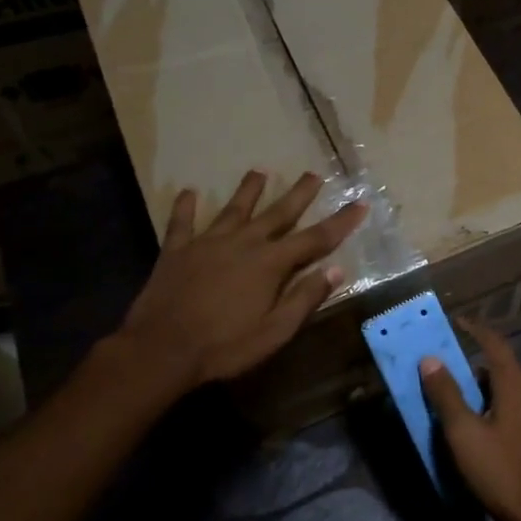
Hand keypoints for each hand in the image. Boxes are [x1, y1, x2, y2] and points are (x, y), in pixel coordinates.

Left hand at [118, 170, 366, 389]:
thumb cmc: (225, 346)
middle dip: (299, 194)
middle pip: (277, 213)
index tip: (360, 204)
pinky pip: (182, 223)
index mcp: (270, 264)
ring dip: (248, 191)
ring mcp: (207, 243)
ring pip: (233, 210)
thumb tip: (336, 270)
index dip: (340, 222)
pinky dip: (186, 207)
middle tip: (313, 174)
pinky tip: (188, 192)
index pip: (315, 239)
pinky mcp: (176, 252)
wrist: (160, 349)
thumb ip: (305, 298)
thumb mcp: (275, 331)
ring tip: (259, 171)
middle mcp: (243, 243)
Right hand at [420, 321, 520, 520]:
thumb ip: (446, 394)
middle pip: (499, 365)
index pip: (495, 344)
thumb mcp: (464, 432)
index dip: (475, 329)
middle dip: (470, 359)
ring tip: (449, 391)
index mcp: (515, 385)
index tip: (454, 322)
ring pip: (502, 388)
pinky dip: (486, 403)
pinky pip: (507, 407)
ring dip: (477, 384)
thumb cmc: (500, 470)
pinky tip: (471, 423)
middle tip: (441, 361)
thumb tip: (430, 359)